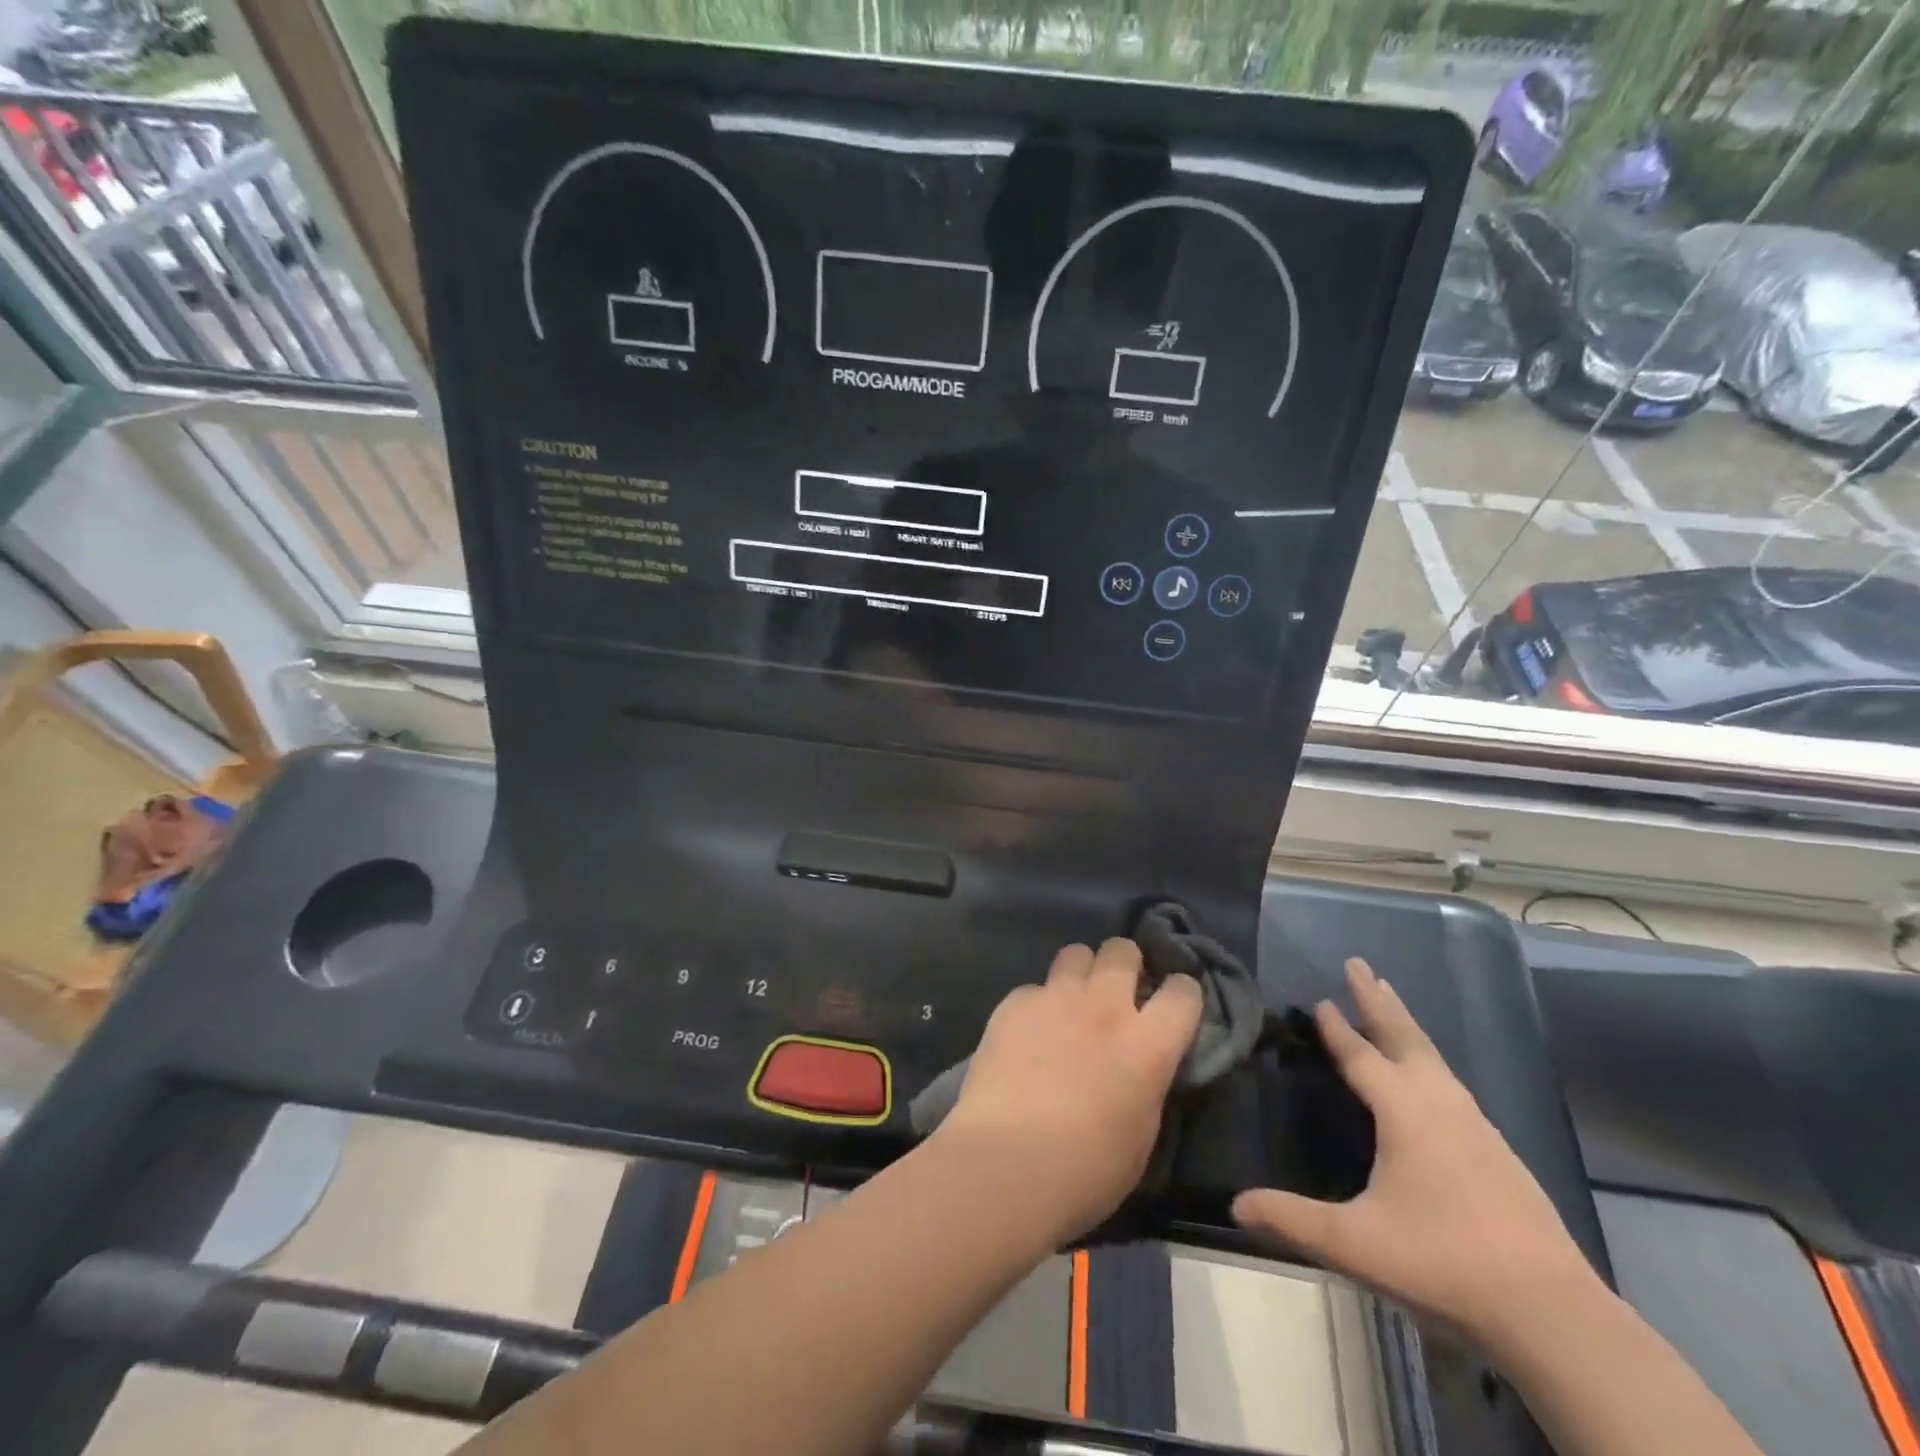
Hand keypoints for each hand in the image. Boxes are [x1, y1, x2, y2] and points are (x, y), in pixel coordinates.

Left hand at [935, 938, 1202, 1244]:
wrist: (1007, 1162)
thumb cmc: (1086, 1170)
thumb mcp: (1141, 1134)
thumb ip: (1147, 1083)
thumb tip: (1142, 1067)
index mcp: (1148, 1044)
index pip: (1183, 992)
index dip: (1181, 994)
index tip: (1172, 1005)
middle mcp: (1105, 1006)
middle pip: (1123, 950)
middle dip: (1125, 964)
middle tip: (1117, 991)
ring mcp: (1056, 997)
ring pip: (1076, 953)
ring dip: (1081, 972)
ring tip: (1071, 1001)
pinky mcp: (1014, 1003)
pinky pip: (1033, 988)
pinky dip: (1036, 1005)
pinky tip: (1026, 1034)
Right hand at [1233, 958, 1598, 1342]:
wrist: (1553, 1313)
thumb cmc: (1444, 1262)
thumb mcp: (1355, 1243)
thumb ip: (1292, 1220)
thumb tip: (1235, 1205)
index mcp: (1404, 1112)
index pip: (1361, 1056)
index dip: (1337, 1028)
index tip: (1320, 997)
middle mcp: (1441, 1105)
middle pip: (1404, 1037)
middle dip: (1377, 1000)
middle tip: (1359, 964)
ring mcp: (1476, 1127)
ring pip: (1433, 1058)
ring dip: (1405, 1026)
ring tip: (1391, 1004)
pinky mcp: (1498, 1152)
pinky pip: (1451, 1084)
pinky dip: (1428, 1060)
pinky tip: (1431, 1079)